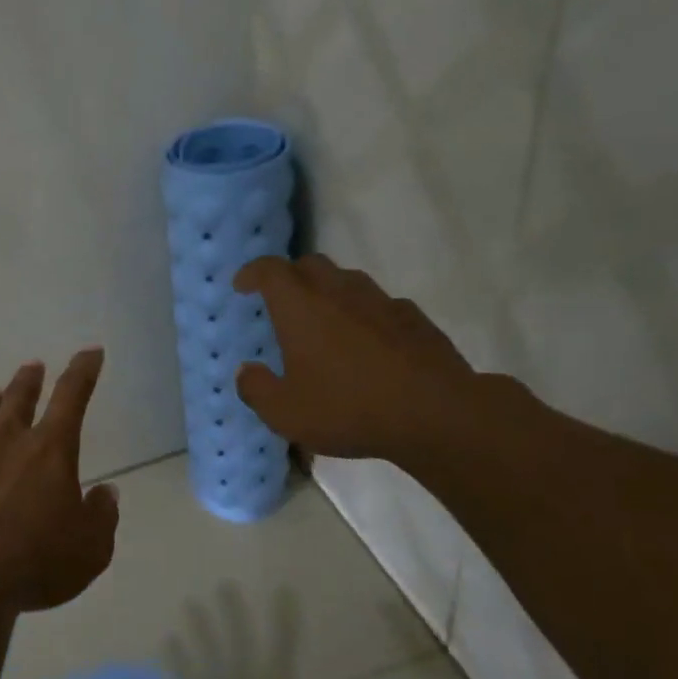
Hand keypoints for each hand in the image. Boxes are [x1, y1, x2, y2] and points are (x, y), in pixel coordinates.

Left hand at [0, 349, 119, 612]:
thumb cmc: (35, 560)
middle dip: (29, 379)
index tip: (90, 352)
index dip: (83, 371)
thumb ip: (101, 516)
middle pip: (19, 398)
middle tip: (33, 367)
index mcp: (50, 450)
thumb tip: (106, 492)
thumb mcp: (90, 548)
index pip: (72, 397)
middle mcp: (7, 440)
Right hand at [232, 255, 478, 465]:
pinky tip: (366, 342)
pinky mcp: (414, 319)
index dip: (252, 273)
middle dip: (290, 276)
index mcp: (301, 307)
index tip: (242, 286)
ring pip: (347, 280)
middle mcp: (339, 292)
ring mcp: (381, 302)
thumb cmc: (348, 408)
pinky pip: (380, 304)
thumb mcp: (285, 413)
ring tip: (322, 321)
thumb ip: (256, 389)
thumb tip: (246, 371)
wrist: (436, 414)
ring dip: (328, 291)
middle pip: (309, 264)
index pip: (270, 270)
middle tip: (280, 301)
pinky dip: (364, 313)